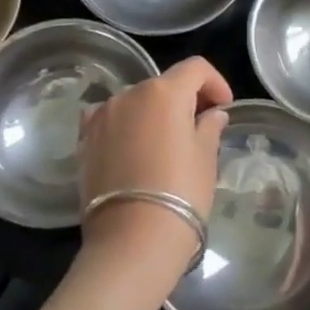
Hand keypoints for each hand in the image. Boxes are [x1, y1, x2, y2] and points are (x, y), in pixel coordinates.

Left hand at [78, 57, 230, 276]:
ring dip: (154, 113)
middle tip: (200, 127)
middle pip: (164, 84)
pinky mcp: (84, 141)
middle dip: (184, 99)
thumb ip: (209, 127)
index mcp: (165, 92)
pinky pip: (108, 119)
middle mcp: (130, 94)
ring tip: (166, 142)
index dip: (215, 82)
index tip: (225, 107)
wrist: (132, 241)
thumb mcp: (206, 157)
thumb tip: (212, 115)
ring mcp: (102, 116)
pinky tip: (133, 146)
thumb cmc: (181, 193)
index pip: (196, 68)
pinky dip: (124, 124)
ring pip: (135, 102)